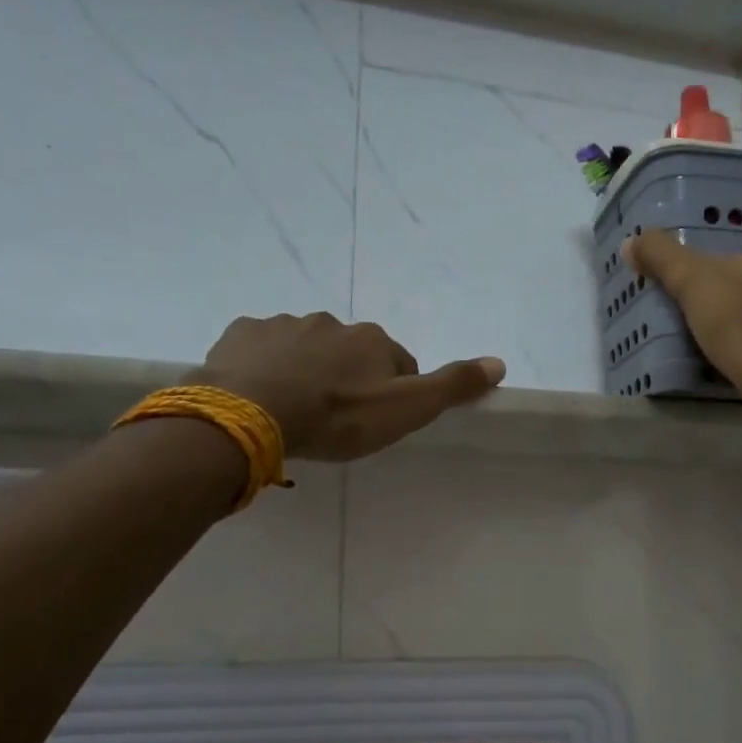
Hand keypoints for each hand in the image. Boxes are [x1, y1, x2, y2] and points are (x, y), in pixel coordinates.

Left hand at [191, 313, 505, 461]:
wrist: (251, 415)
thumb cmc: (336, 417)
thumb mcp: (405, 410)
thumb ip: (451, 386)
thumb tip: (499, 362)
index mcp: (372, 340)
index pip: (396, 362)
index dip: (391, 391)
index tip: (376, 420)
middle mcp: (331, 323)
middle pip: (350, 353)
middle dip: (347, 378)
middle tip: (334, 418)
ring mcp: (282, 325)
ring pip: (305, 349)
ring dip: (306, 371)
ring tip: (294, 410)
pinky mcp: (242, 334)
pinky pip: (261, 348)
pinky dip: (265, 365)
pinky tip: (260, 393)